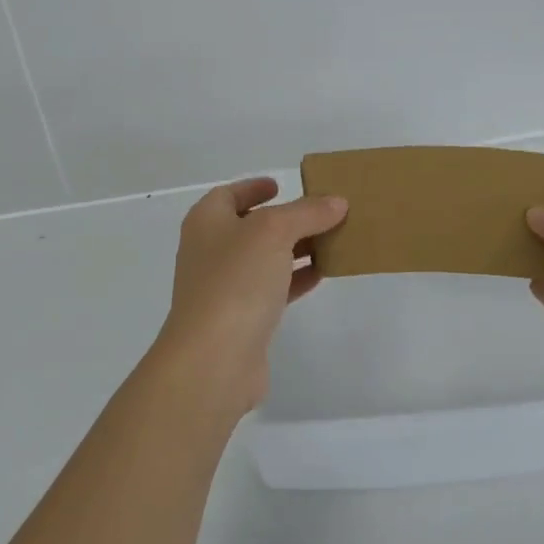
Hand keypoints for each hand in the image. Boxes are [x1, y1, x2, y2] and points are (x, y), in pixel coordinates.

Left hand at [153, 178, 348, 415]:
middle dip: (286, 219)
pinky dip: (296, 279)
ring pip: (265, 259)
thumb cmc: (236, 280)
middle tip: (321, 212)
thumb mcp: (274, 232)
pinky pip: (272, 289)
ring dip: (295, 249)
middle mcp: (211, 251)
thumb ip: (307, 213)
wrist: (214, 358)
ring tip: (332, 239)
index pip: (228, 195)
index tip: (280, 185)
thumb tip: (336, 202)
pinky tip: (323, 274)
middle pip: (251, 226)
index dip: (253, 187)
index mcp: (207, 222)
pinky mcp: (241, 319)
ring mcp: (224, 287)